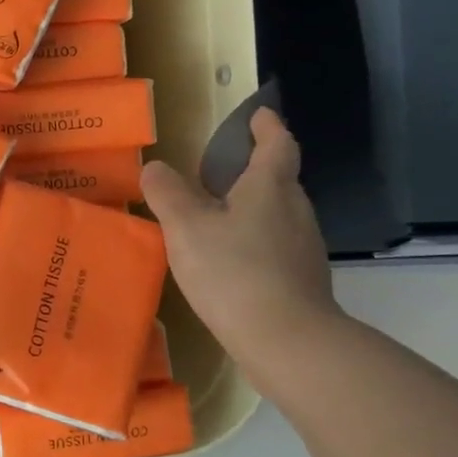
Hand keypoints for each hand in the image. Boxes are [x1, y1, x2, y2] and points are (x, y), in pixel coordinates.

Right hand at [141, 109, 338, 383]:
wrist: (286, 341)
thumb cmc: (234, 271)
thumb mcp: (186, 227)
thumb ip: (167, 193)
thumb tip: (155, 168)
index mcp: (270, 188)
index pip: (277, 145)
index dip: (267, 127)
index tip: (259, 115)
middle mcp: (294, 211)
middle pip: (279, 179)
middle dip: (254, 168)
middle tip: (219, 169)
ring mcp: (302, 248)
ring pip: (277, 214)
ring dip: (252, 206)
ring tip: (217, 214)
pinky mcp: (300, 280)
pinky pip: (274, 245)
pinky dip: (253, 240)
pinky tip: (229, 259)